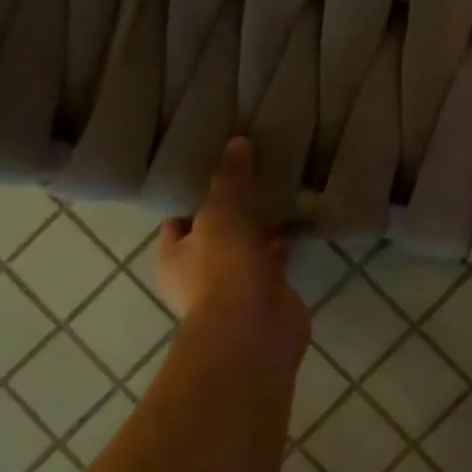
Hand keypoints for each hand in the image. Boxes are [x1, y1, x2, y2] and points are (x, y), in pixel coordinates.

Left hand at [157, 139, 308, 348]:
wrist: (254, 330)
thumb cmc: (222, 269)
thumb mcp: (220, 212)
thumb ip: (229, 178)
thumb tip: (237, 141)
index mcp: (174, 255)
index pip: (178, 219)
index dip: (195, 195)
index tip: (217, 168)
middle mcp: (199, 272)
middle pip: (215, 233)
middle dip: (233, 210)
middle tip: (254, 173)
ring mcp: (235, 286)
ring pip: (246, 248)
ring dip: (260, 228)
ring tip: (279, 189)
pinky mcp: (267, 294)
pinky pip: (274, 262)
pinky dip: (283, 244)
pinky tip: (298, 218)